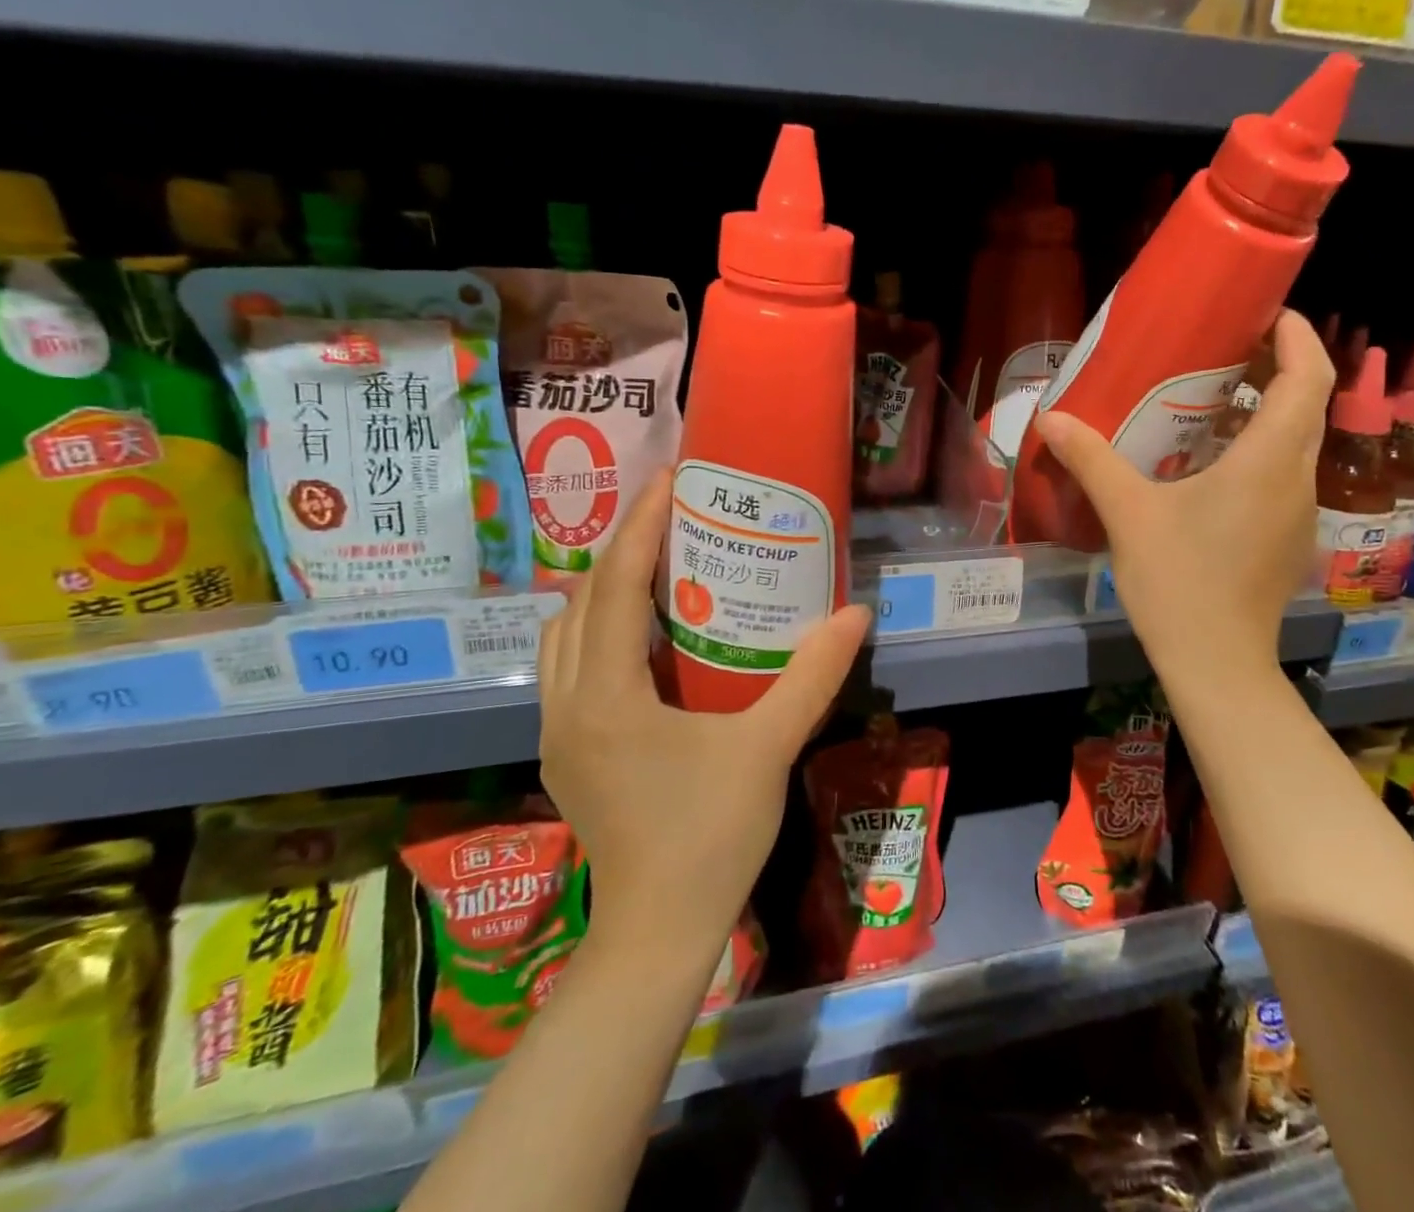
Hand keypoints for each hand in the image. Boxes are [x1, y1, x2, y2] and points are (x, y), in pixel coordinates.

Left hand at [537, 471, 870, 955]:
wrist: (658, 934)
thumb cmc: (710, 838)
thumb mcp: (769, 749)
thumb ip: (812, 677)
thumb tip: (855, 615)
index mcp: (607, 697)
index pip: (613, 588)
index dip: (641, 527)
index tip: (671, 481)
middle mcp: (568, 705)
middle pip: (579, 601)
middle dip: (622, 548)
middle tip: (674, 516)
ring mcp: (559, 732)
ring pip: (564, 634)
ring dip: (603, 590)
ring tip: (658, 566)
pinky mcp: (567, 752)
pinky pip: (570, 666)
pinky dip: (599, 630)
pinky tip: (646, 637)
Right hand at [1033, 309, 1332, 683]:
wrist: (1216, 663)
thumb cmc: (1178, 581)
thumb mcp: (1128, 514)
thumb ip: (1091, 460)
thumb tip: (1050, 418)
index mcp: (1269, 461)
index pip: (1308, 377)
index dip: (1297, 336)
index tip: (1269, 313)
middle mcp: (1298, 479)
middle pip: (1307, 405)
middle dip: (1278, 368)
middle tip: (1227, 351)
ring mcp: (1299, 512)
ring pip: (1297, 442)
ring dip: (1268, 412)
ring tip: (1214, 402)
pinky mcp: (1288, 538)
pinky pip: (1284, 474)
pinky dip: (1261, 451)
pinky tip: (1212, 466)